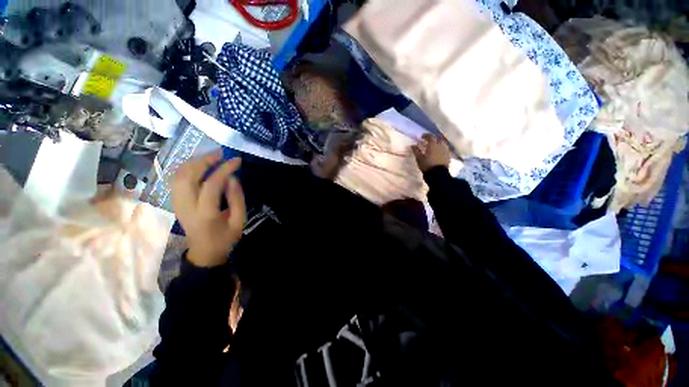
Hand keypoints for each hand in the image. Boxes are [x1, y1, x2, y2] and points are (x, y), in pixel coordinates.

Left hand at [171, 151, 245, 266]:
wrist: (204, 253)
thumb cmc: (225, 239)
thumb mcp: (239, 221)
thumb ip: (237, 199)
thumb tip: (233, 178)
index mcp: (205, 214)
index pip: (211, 184)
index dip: (224, 169)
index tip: (237, 160)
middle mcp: (186, 206)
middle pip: (188, 175)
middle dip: (204, 160)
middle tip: (221, 154)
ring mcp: (177, 204)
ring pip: (178, 175)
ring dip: (194, 162)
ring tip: (211, 157)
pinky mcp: (175, 202)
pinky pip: (176, 180)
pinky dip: (186, 168)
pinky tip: (198, 166)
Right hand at [411, 134, 450, 172]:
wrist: (438, 174)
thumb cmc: (427, 165)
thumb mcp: (419, 158)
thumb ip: (416, 151)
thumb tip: (412, 145)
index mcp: (433, 145)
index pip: (430, 137)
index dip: (426, 136)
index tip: (422, 137)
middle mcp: (441, 146)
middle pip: (438, 138)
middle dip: (434, 138)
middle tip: (429, 140)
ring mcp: (446, 151)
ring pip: (443, 143)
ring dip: (438, 143)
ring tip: (434, 146)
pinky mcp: (448, 156)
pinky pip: (445, 149)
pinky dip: (441, 148)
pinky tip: (439, 152)